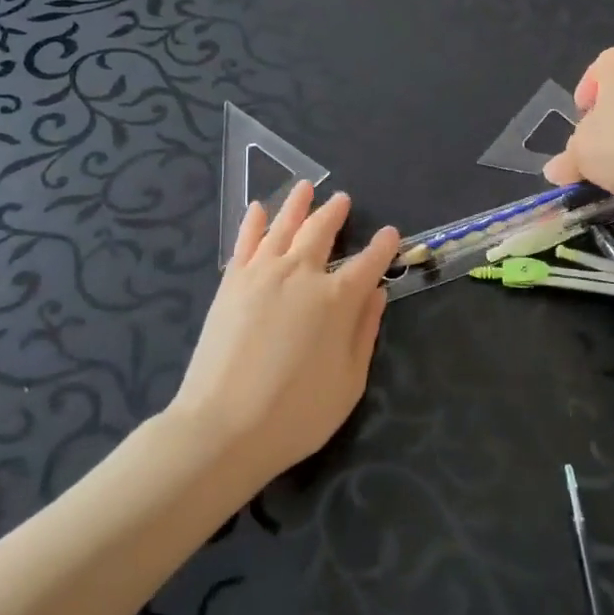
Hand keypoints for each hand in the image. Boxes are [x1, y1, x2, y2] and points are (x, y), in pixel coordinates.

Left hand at [169, 181, 399, 482]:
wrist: (222, 427)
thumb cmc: (296, 413)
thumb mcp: (350, 382)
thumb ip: (365, 332)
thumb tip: (377, 294)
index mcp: (337, 299)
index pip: (368, 262)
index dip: (383, 246)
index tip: (391, 233)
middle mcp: (301, 274)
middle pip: (322, 232)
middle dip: (336, 213)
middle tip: (343, 200)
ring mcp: (262, 274)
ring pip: (283, 226)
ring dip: (297, 204)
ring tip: (306, 187)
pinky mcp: (231, 283)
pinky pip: (245, 241)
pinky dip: (254, 221)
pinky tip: (259, 209)